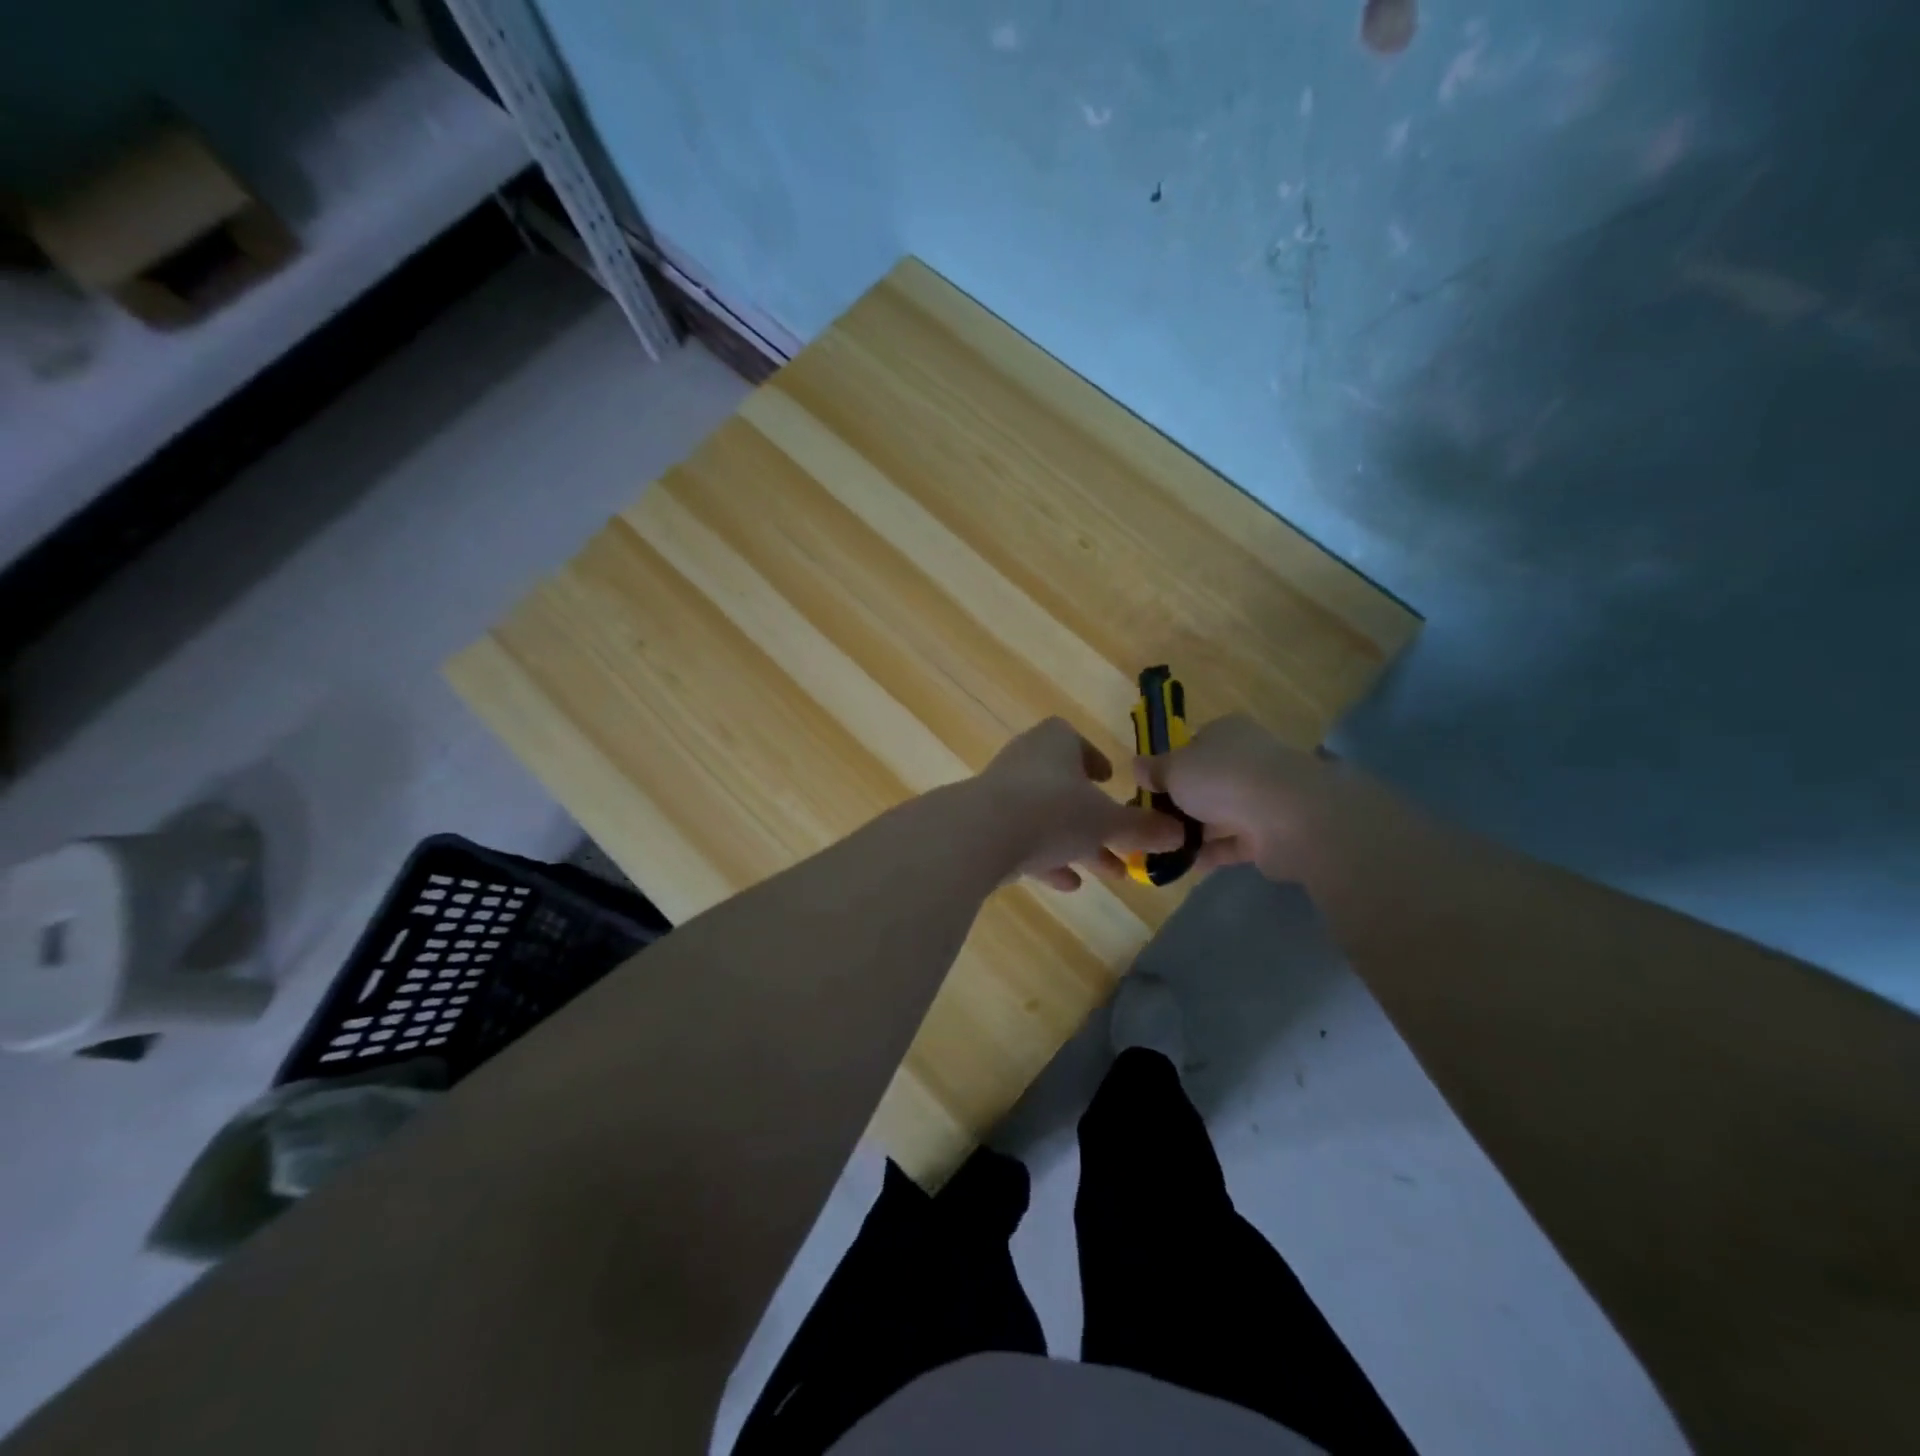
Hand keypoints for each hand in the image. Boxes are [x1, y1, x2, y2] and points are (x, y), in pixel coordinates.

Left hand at [976, 718, 1185, 890]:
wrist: (981, 835)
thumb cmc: (1053, 811)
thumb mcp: (1107, 822)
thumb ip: (1142, 828)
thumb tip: (1180, 834)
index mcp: (1054, 743)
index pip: (1074, 740)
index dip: (1094, 759)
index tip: (1109, 781)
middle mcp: (1025, 761)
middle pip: (1064, 786)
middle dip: (1094, 817)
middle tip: (1122, 843)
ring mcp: (1001, 794)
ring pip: (1046, 817)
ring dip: (1075, 843)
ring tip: (1109, 872)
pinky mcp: (984, 826)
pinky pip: (1022, 840)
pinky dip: (1046, 859)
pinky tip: (1067, 884)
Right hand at [1134, 715, 1398, 881]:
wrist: (1287, 816)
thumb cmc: (1221, 778)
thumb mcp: (1174, 768)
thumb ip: (1154, 770)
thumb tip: (1137, 766)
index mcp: (1226, 733)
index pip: (1193, 746)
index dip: (1168, 767)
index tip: (1147, 790)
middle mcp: (1247, 760)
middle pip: (1205, 782)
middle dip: (1179, 804)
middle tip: (1150, 823)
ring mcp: (1263, 797)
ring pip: (1219, 814)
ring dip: (1193, 832)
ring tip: (1161, 850)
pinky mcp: (1272, 833)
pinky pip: (1233, 843)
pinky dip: (1211, 853)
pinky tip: (1184, 864)